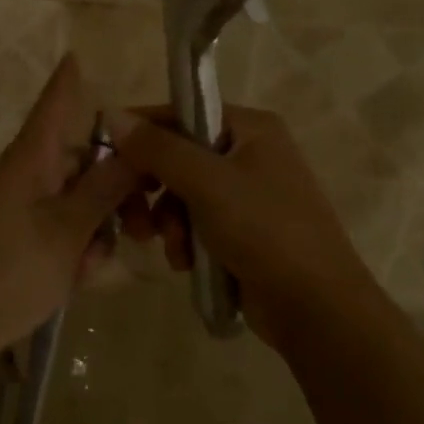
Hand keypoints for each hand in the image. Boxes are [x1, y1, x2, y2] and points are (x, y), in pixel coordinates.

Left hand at [0, 55, 141, 352]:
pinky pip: (66, 227)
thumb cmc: (9, 268)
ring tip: (102, 260)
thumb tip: (138, 142)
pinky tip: (85, 276)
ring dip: (101, 222)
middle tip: (148, 219)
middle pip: (84, 157)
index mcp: (35, 156)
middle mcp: (31, 173)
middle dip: (118, 182)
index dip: (70, 79)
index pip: (56, 103)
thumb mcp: (68, 229)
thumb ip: (106, 187)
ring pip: (81, 197)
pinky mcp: (24, 239)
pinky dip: (81, 246)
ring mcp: (26, 207)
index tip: (80, 54)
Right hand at [108, 105, 371, 351]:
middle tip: (130, 214)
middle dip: (152, 187)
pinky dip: (185, 240)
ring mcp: (247, 194)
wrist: (317, 309)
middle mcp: (249, 152)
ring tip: (170, 246)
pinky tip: (185, 262)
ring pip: (182, 193)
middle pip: (178, 155)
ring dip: (167, 220)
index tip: (106, 158)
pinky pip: (196, 222)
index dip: (142, 134)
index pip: (181, 113)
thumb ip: (158, 148)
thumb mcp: (207, 183)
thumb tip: (111, 114)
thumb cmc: (264, 230)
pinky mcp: (243, 231)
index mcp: (250, 127)